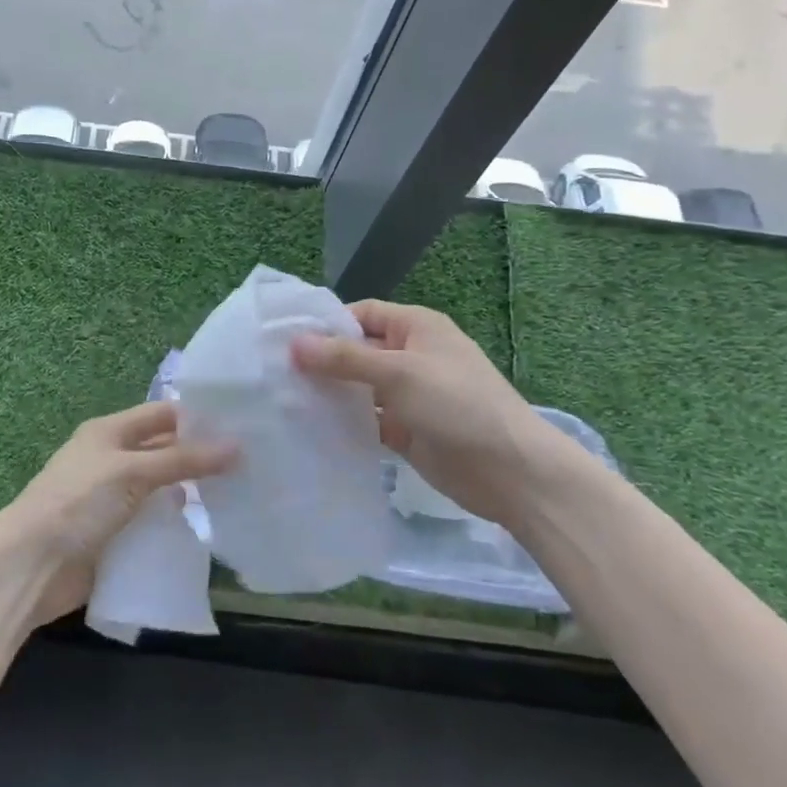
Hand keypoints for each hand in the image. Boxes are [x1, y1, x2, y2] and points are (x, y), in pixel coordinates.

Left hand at [0, 401, 236, 625]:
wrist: (31, 566)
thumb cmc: (78, 503)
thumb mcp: (132, 472)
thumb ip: (183, 460)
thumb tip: (237, 446)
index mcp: (108, 433)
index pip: (161, 415)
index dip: (197, 418)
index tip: (242, 425)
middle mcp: (111, 461)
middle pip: (163, 452)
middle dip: (199, 458)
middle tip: (251, 465)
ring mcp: (112, 501)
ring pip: (160, 491)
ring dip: (190, 494)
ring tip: (239, 497)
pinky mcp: (114, 536)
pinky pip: (152, 525)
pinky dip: (175, 526)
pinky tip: (206, 531)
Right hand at [290, 300, 543, 524]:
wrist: (511, 473)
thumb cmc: (458, 405)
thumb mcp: (399, 373)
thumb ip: (345, 358)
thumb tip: (294, 343)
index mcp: (416, 328)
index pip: (362, 313)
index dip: (326, 324)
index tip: (285, 339)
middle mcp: (410, 356)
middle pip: (357, 350)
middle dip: (321, 360)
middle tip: (274, 373)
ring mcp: (408, 395)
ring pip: (358, 387)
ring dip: (330, 393)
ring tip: (283, 400)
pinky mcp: (405, 430)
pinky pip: (366, 419)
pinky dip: (343, 422)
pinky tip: (310, 428)